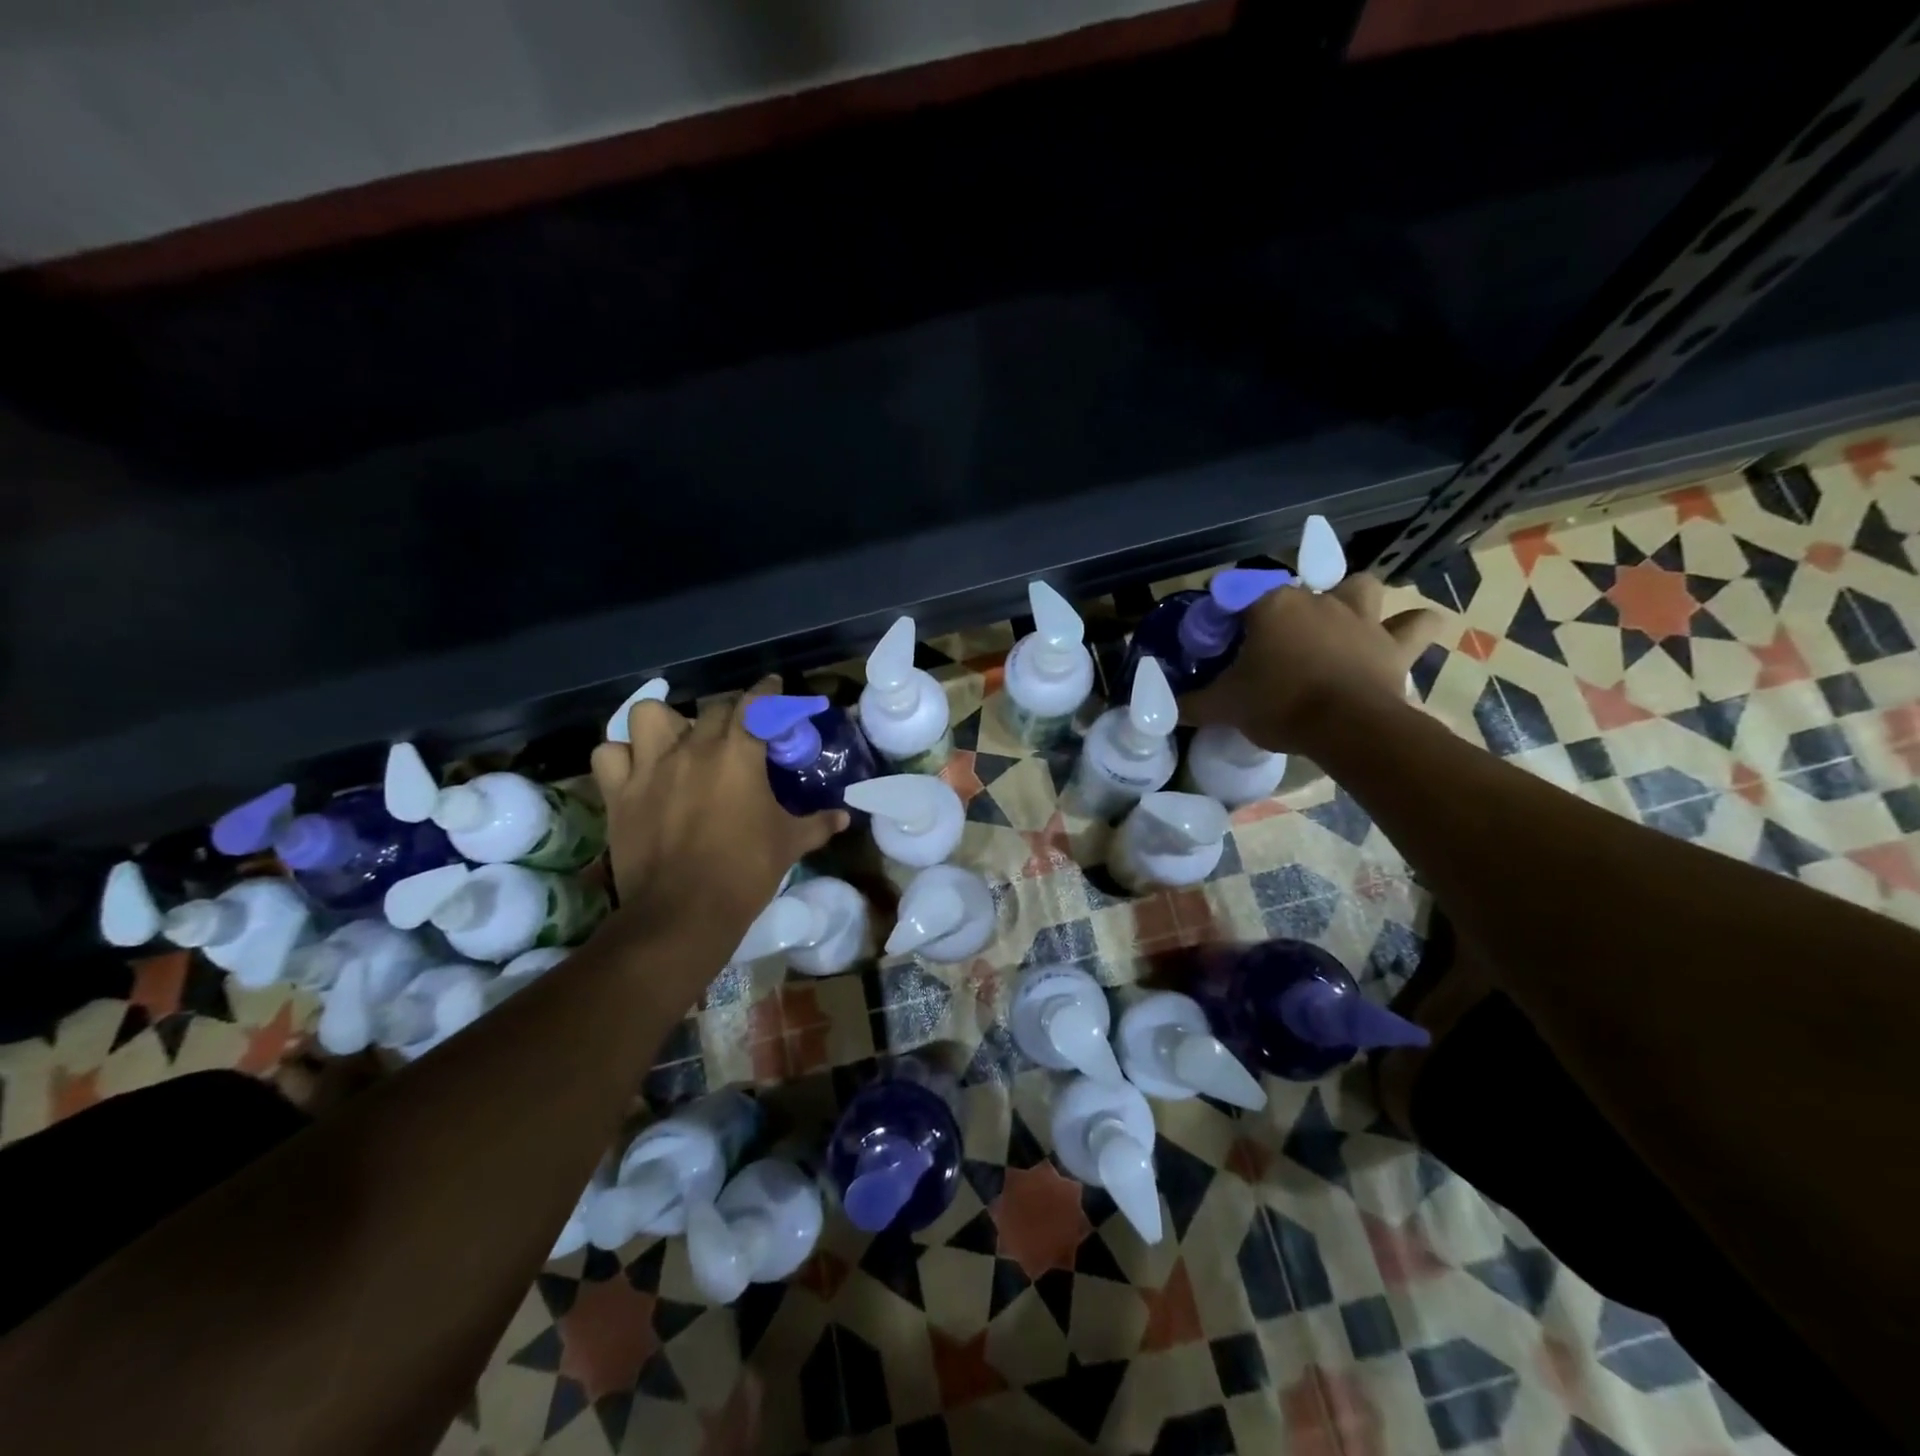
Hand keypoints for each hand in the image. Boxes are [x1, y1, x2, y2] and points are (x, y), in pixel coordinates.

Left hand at [589, 676, 847, 939]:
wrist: (684, 911)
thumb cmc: (745, 871)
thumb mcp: (790, 844)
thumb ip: (818, 823)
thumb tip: (844, 818)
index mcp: (740, 754)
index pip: (757, 705)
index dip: (768, 691)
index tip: (774, 686)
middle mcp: (693, 748)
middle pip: (713, 708)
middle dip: (730, 712)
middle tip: (739, 729)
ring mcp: (650, 767)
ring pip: (649, 714)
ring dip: (666, 722)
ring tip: (677, 741)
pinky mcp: (619, 793)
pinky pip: (609, 754)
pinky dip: (622, 756)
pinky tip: (636, 769)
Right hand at [1183, 573, 1443, 752]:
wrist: (1346, 728)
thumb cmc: (1278, 705)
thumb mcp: (1222, 706)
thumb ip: (1191, 703)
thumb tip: (1163, 708)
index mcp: (1270, 605)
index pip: (1235, 593)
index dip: (1223, 615)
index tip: (1217, 642)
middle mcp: (1316, 598)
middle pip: (1292, 590)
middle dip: (1280, 610)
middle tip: (1269, 643)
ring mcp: (1360, 616)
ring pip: (1359, 586)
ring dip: (1351, 598)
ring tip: (1338, 621)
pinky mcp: (1394, 642)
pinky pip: (1417, 624)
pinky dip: (1411, 626)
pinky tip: (1400, 634)